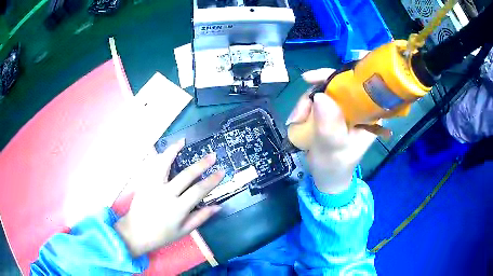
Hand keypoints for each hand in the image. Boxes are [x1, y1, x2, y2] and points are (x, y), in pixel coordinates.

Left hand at [115, 139, 224, 256]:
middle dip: (202, 164)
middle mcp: (166, 194)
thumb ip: (201, 217)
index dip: (212, 180)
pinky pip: (152, 166)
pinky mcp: (144, 183)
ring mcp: (153, 186)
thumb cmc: (162, 235)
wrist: (136, 233)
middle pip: (186, 175)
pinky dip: (158, 156)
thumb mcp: (184, 231)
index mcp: (178, 208)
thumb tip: (217, 206)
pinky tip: (165, 150)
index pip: (199, 190)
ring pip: (164, 164)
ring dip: (174, 151)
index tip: (221, 171)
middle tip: (212, 155)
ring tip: (183, 141)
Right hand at [286, 68, 378, 193]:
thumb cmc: (335, 168)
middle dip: (314, 95)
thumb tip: (320, 97)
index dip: (336, 77)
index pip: (357, 85)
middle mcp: (359, 107)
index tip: (310, 79)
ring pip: (323, 92)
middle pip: (336, 85)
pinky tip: (297, 119)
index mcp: (369, 115)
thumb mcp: (333, 150)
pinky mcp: (332, 112)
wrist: (327, 178)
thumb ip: (329, 127)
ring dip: (305, 104)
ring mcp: (344, 109)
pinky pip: (316, 101)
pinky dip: (304, 108)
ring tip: (295, 121)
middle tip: (299, 114)